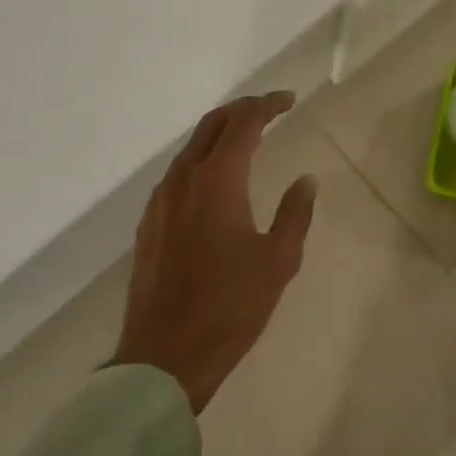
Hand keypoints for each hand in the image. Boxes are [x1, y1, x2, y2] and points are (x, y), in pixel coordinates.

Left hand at [113, 93, 317, 411]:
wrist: (166, 355)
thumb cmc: (231, 306)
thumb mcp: (278, 260)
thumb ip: (295, 213)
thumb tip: (306, 180)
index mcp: (218, 181)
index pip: (244, 124)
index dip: (267, 105)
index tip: (289, 100)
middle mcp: (183, 180)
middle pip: (211, 126)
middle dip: (241, 110)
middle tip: (270, 110)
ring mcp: (160, 202)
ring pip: (190, 149)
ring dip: (219, 135)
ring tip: (247, 140)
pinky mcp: (149, 225)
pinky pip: (177, 175)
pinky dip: (201, 161)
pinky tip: (215, 181)